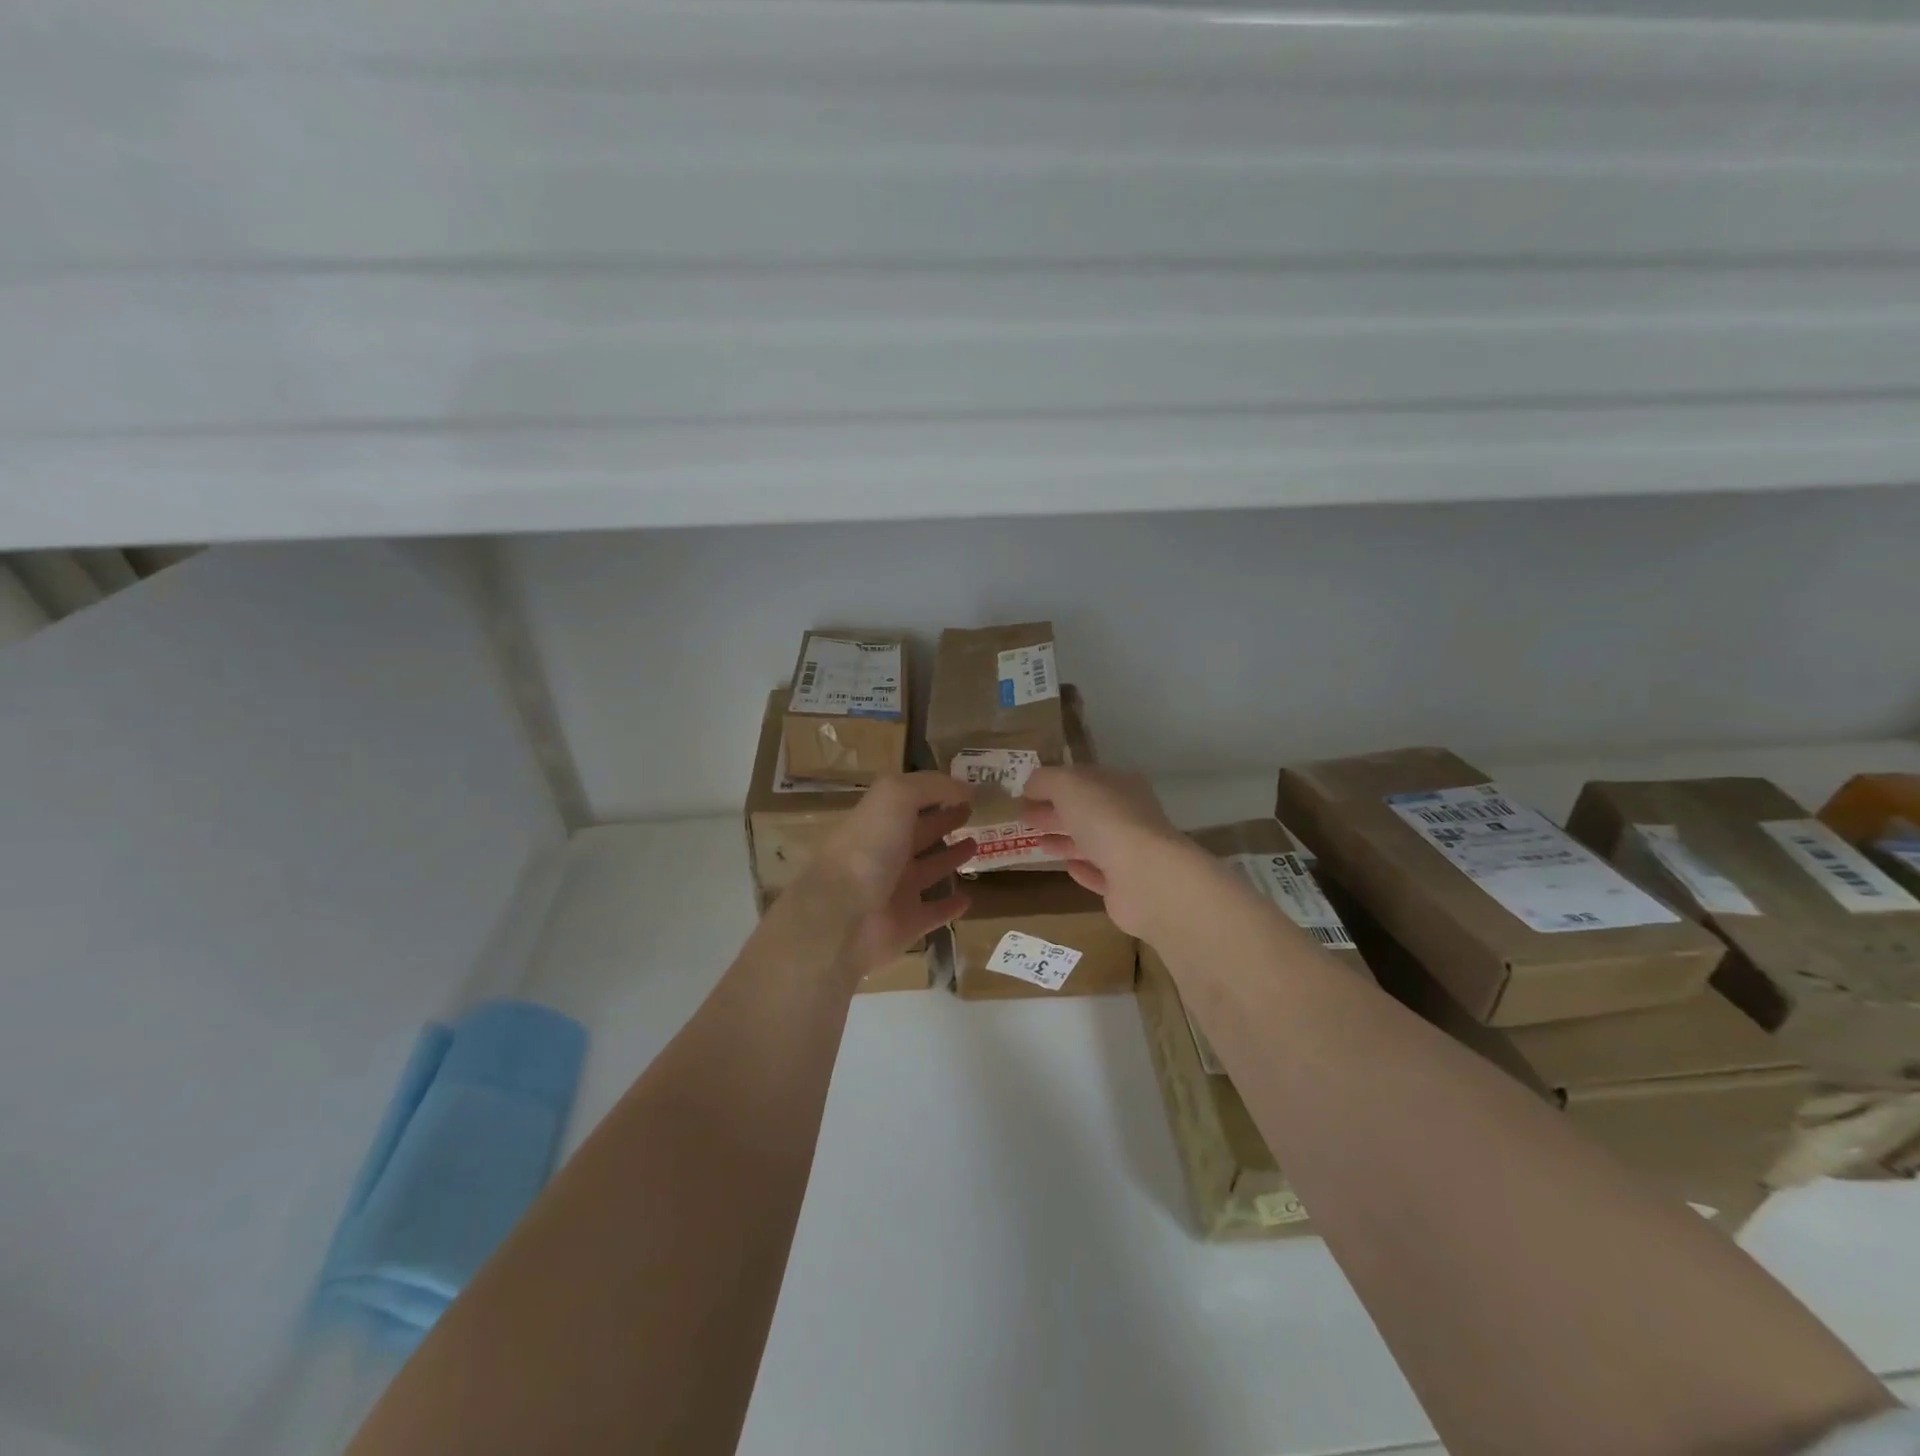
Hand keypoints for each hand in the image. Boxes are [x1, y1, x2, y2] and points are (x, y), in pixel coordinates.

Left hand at [794, 772, 974, 974]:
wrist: (842, 917)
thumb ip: (931, 785)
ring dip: (950, 858)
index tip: (967, 790)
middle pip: (920, 833)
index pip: (910, 803)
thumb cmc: (868, 848)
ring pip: (929, 870)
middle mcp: (886, 854)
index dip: (936, 793)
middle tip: (973, 814)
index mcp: (879, 822)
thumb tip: (967, 787)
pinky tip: (968, 898)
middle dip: (944, 821)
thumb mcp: (896, 797)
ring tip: (975, 845)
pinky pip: (934, 913)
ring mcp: (896, 892)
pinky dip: (950, 906)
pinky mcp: (907, 924)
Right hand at [1019, 766, 1199, 937]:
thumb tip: (1030, 786)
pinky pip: (1099, 873)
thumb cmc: (1105, 819)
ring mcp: (1129, 852)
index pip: (1083, 779)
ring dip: (1065, 840)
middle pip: (1085, 810)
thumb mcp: (1067, 785)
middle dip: (1055, 812)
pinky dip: (1083, 869)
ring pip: (1091, 842)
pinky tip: (1067, 868)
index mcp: (1120, 785)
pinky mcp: (1125, 886)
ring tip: (1037, 842)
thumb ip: (1045, 780)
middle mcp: (1129, 815)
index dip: (1054, 783)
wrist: (1144, 877)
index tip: (1025, 793)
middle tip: (1023, 818)